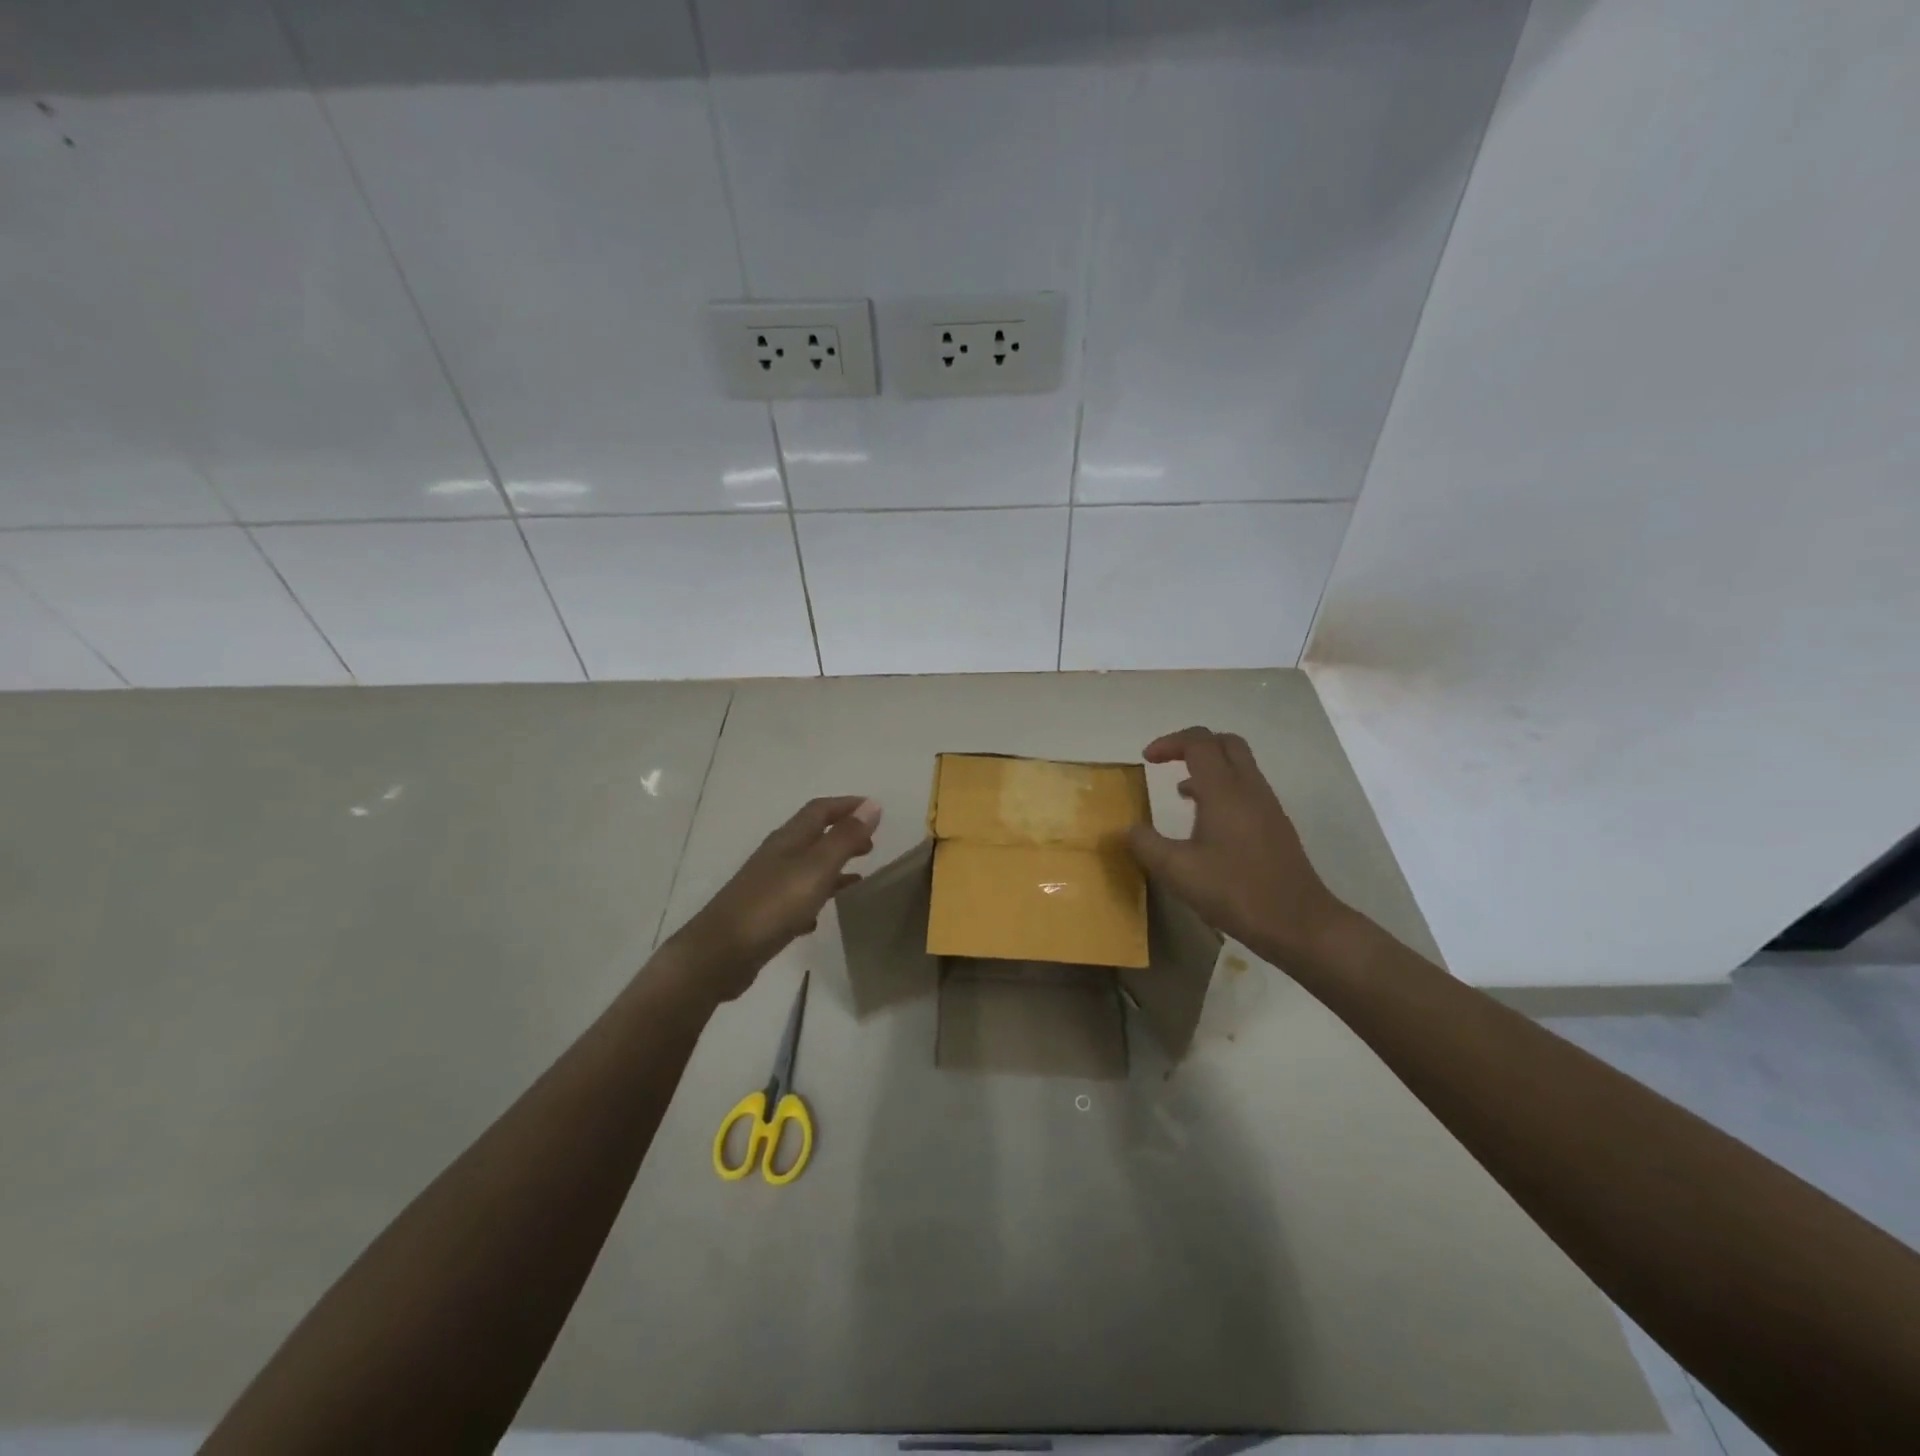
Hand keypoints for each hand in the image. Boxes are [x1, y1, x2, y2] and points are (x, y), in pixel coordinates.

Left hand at [664, 796, 880, 1002]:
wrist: (721, 953)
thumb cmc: (774, 904)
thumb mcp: (817, 867)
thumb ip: (845, 838)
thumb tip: (871, 805)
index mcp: (789, 839)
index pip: (820, 810)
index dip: (847, 806)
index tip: (875, 810)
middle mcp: (777, 856)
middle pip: (813, 836)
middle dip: (842, 835)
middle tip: (871, 845)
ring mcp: (768, 885)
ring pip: (806, 867)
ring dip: (832, 867)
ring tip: (858, 877)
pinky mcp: (764, 914)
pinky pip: (796, 898)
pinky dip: (815, 897)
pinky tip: (822, 914)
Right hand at [1127, 727, 1344, 968]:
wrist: (1299, 923)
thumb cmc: (1236, 892)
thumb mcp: (1178, 872)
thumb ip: (1146, 845)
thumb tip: (1128, 829)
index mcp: (1224, 790)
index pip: (1198, 742)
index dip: (1169, 743)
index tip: (1146, 759)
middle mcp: (1249, 788)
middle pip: (1225, 742)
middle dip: (1192, 744)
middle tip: (1167, 762)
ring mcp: (1267, 806)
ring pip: (1239, 765)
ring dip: (1208, 767)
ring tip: (1181, 791)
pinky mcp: (1276, 825)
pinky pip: (1246, 788)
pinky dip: (1222, 788)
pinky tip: (1207, 822)